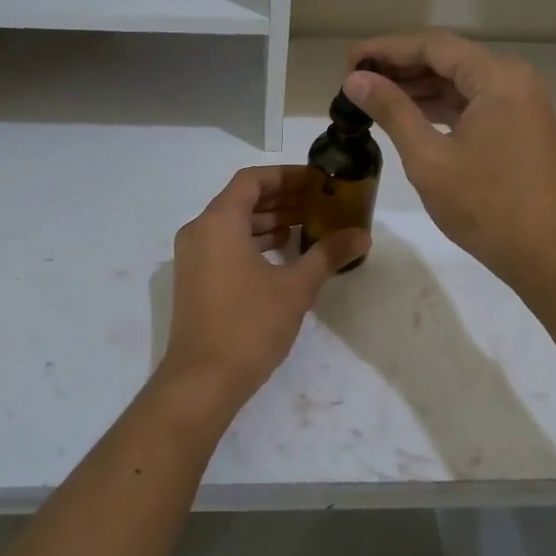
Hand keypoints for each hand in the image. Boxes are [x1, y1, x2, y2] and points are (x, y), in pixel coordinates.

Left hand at [156, 166, 368, 411]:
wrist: (202, 380)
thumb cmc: (249, 325)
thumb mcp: (296, 288)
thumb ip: (328, 255)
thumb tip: (362, 236)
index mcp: (219, 222)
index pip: (252, 180)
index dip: (286, 176)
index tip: (317, 181)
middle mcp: (199, 231)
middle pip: (241, 200)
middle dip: (281, 198)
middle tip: (319, 202)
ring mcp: (192, 257)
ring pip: (233, 224)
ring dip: (268, 221)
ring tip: (307, 225)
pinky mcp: (194, 280)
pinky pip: (224, 245)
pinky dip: (253, 242)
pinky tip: (283, 254)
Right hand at [343, 32, 555, 289]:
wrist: (543, 253)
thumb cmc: (484, 204)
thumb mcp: (428, 157)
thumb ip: (392, 111)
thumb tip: (355, 80)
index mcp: (498, 78)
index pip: (434, 46)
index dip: (387, 49)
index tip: (349, 60)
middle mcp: (515, 80)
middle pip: (449, 59)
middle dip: (401, 67)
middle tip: (354, 79)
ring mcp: (521, 104)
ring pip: (460, 83)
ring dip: (419, 87)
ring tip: (372, 96)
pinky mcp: (519, 128)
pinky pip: (474, 104)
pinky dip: (440, 107)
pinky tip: (407, 115)